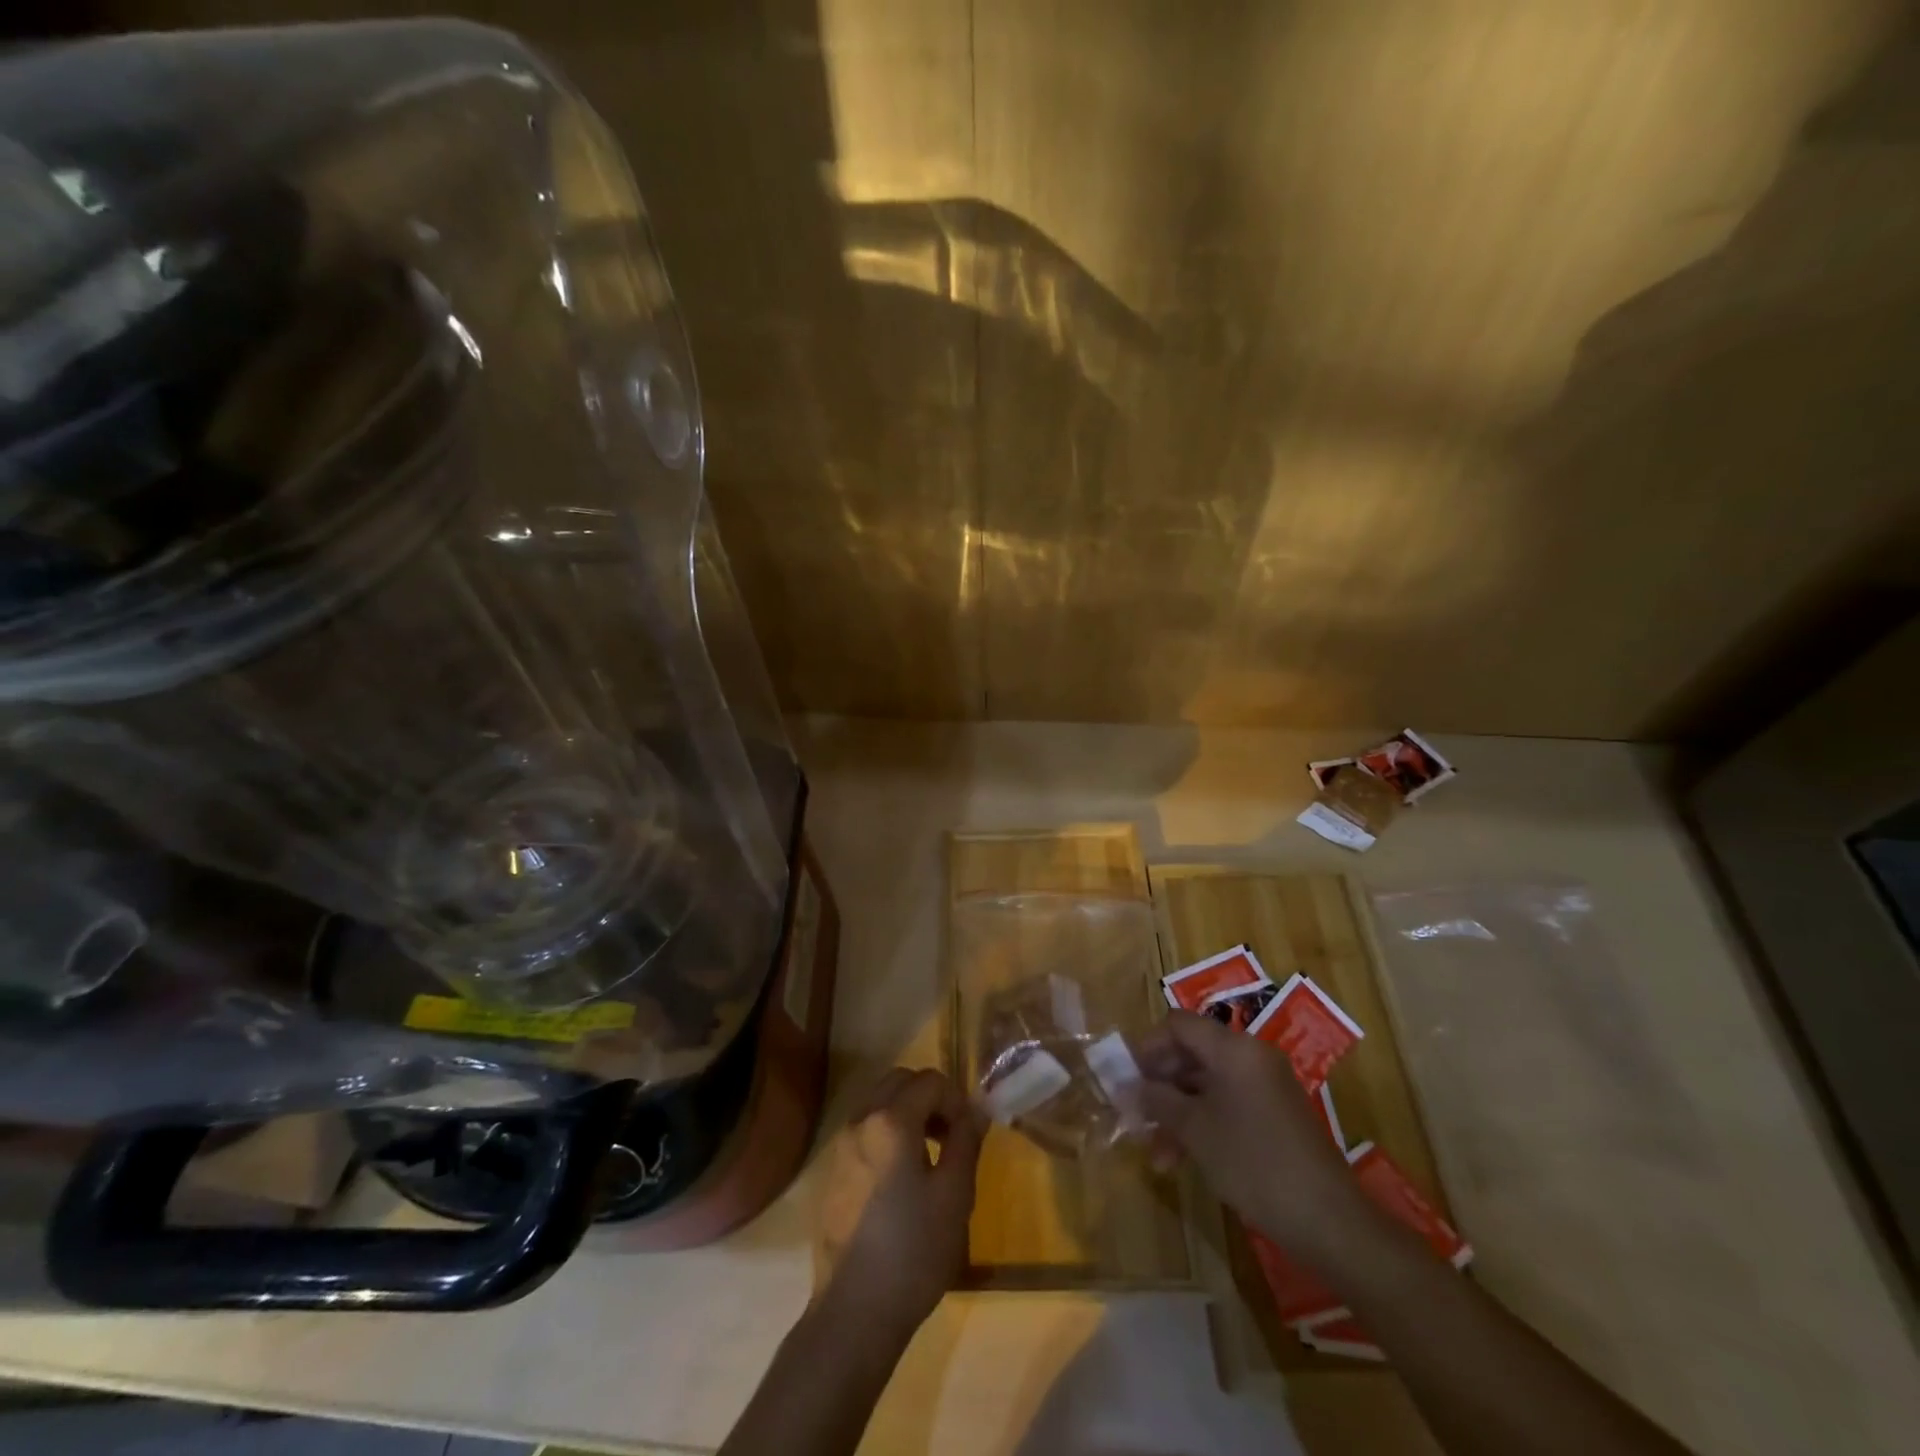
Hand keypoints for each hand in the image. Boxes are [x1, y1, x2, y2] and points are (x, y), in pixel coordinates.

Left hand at [815, 1067, 983, 1339]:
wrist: (854, 1311)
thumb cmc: (914, 1250)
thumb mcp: (955, 1194)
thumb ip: (966, 1141)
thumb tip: (976, 1110)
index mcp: (891, 1120)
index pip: (930, 1080)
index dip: (956, 1098)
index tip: (969, 1132)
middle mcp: (860, 1120)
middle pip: (899, 1080)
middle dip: (929, 1096)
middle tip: (950, 1134)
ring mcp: (840, 1145)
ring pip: (877, 1101)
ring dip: (906, 1111)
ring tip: (928, 1156)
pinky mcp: (831, 1171)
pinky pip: (863, 1128)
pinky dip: (886, 1132)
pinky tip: (900, 1178)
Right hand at [1135, 1011, 1363, 1261]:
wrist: (1328, 1220)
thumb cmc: (1253, 1162)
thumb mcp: (1195, 1130)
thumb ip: (1158, 1100)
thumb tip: (1129, 1085)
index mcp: (1234, 1049)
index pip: (1179, 1025)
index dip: (1148, 1046)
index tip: (1126, 1077)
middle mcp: (1251, 1057)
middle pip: (1192, 1053)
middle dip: (1160, 1085)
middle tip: (1135, 1114)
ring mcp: (1266, 1086)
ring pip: (1207, 1084)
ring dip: (1178, 1112)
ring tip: (1156, 1154)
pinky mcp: (1274, 1115)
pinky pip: (1227, 1103)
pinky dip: (1202, 1123)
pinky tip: (1183, 1159)